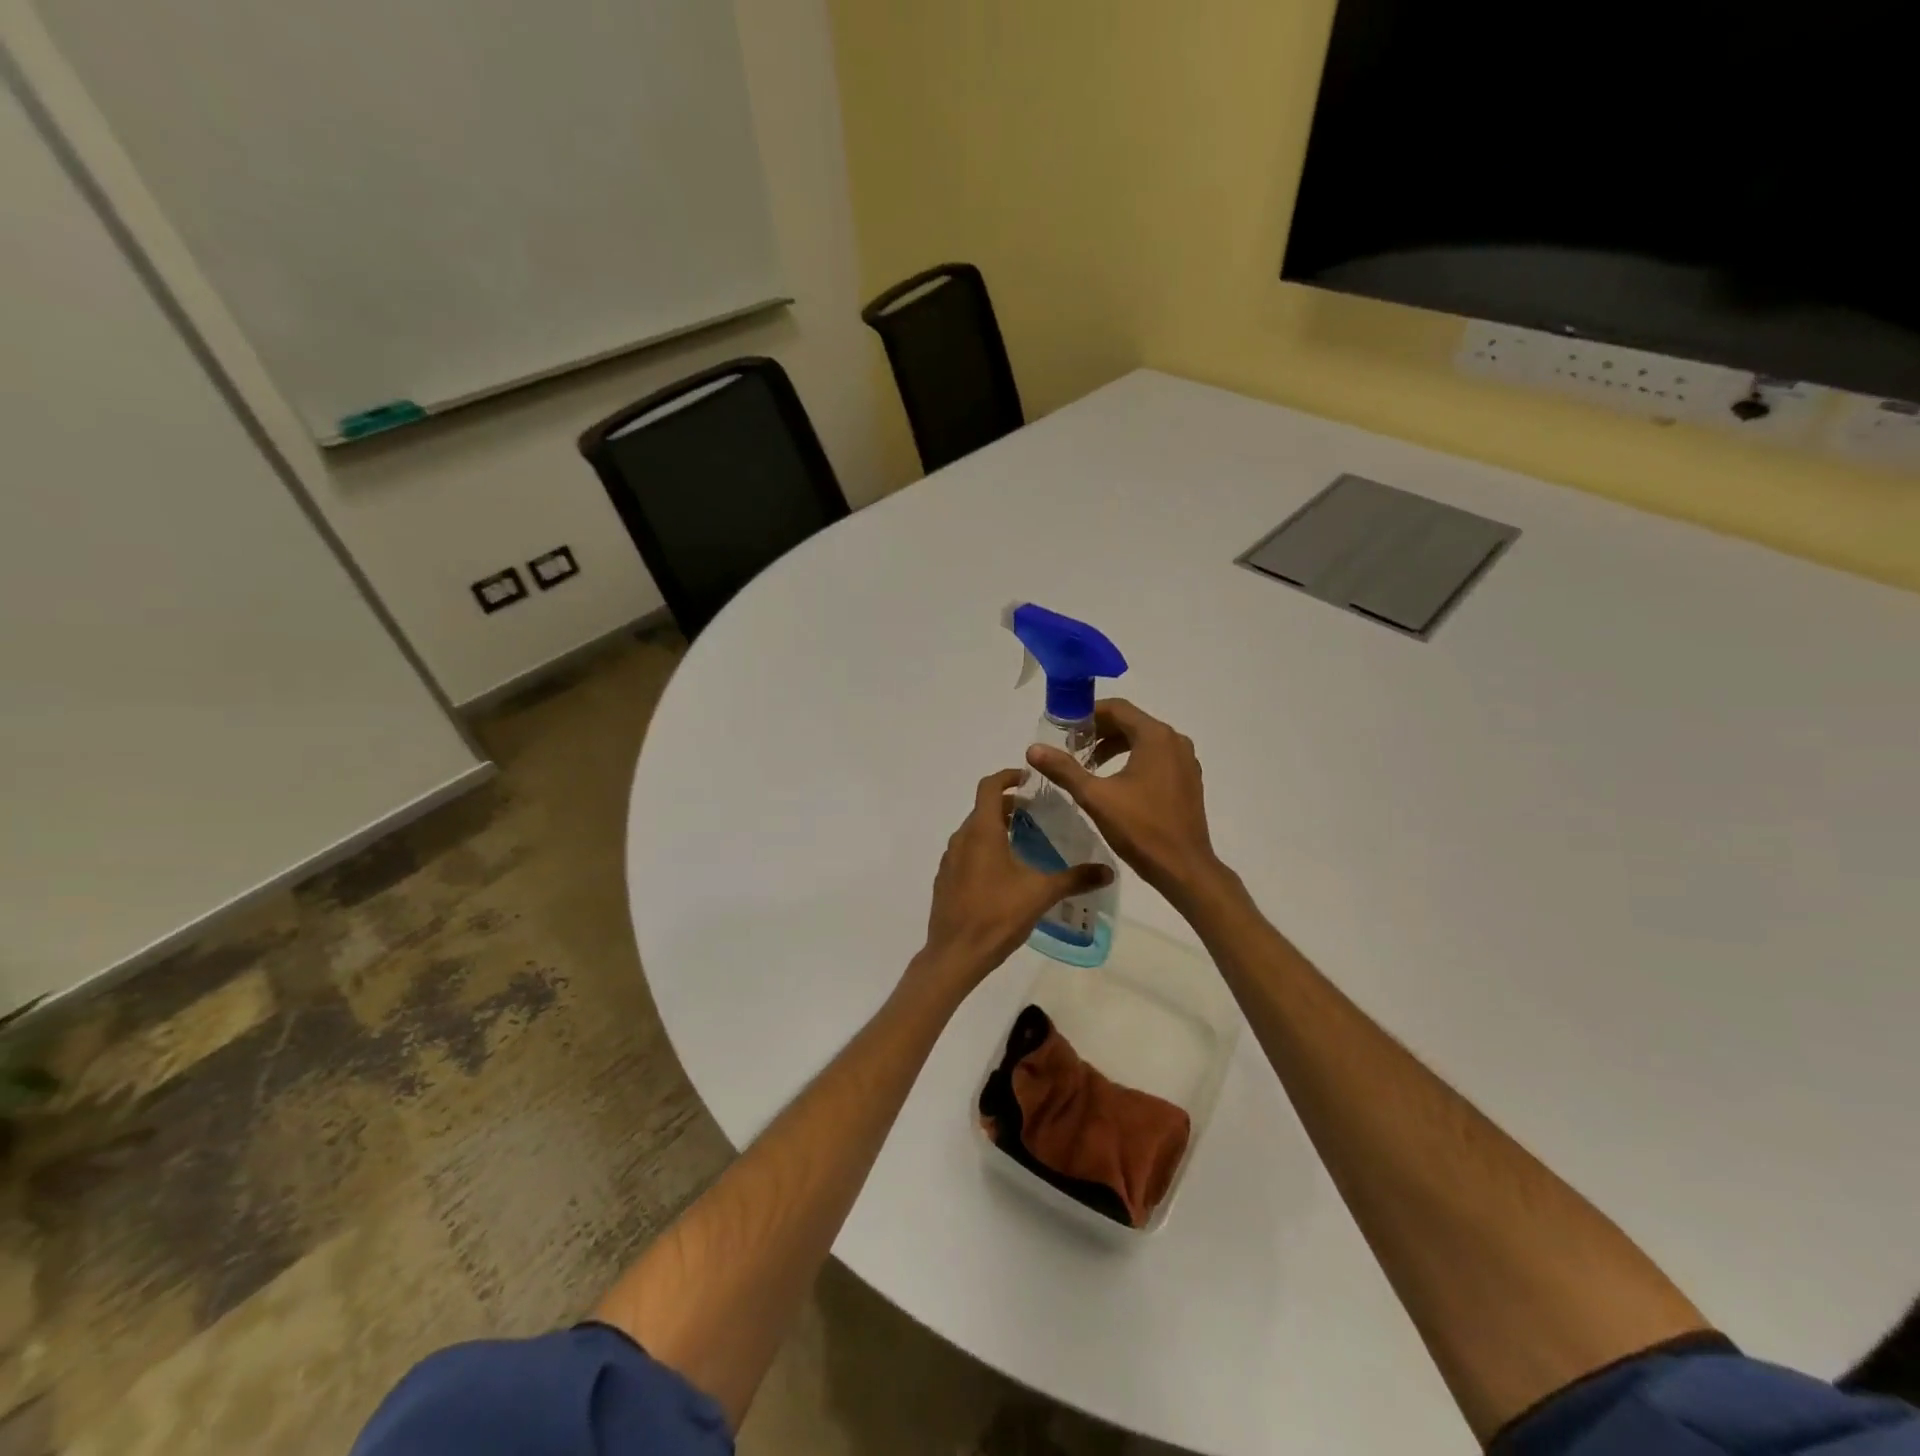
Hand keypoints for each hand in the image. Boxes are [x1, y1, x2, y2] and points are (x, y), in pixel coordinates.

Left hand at [918, 769, 1112, 991]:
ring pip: (974, 831)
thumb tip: (1108, 870)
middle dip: (1009, 806)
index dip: (1008, 776)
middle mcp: (961, 838)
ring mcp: (950, 860)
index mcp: (981, 831)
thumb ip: (1075, 878)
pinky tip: (1005, 873)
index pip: (990, 786)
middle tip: (1038, 815)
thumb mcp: (1041, 894)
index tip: (1029, 779)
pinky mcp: (945, 880)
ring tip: (1025, 842)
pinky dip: (984, 849)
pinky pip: (966, 852)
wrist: (955, 955)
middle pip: (983, 808)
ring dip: (997, 828)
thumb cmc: (997, 916)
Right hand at [1025, 699, 1228, 910]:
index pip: (1117, 708)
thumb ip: (1064, 769)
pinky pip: (1156, 756)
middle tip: (1071, 748)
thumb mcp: (1095, 797)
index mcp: (1155, 737)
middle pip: (1131, 722)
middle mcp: (1174, 740)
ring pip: (1144, 740)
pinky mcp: (1188, 779)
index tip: (1064, 730)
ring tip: (1088, 765)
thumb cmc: (1140, 829)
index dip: (1087, 714)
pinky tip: (1115, 782)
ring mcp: (1185, 760)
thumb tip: (1033, 749)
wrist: (1184, 869)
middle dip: (1099, 731)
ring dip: (1115, 746)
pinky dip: (1133, 759)